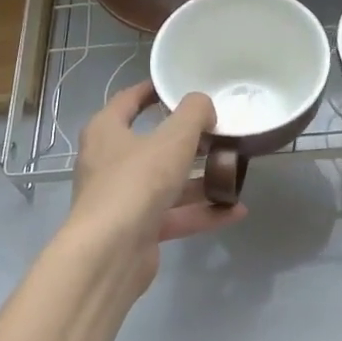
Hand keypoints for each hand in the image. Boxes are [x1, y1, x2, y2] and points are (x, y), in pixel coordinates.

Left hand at [67, 80, 244, 291]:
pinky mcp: (138, 230)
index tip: (178, 86)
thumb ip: (194, 114)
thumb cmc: (136, 182)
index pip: (128, 100)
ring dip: (199, 180)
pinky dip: (202, 212)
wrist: (110, 253)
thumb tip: (204, 106)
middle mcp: (109, 163)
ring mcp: (123, 199)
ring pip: (166, 183)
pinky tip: (235, 211)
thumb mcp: (173, 139)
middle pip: (152, 145)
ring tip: (234, 172)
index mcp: (106, 132)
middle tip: (218, 132)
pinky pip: (175, 215)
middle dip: (187, 141)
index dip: (152, 90)